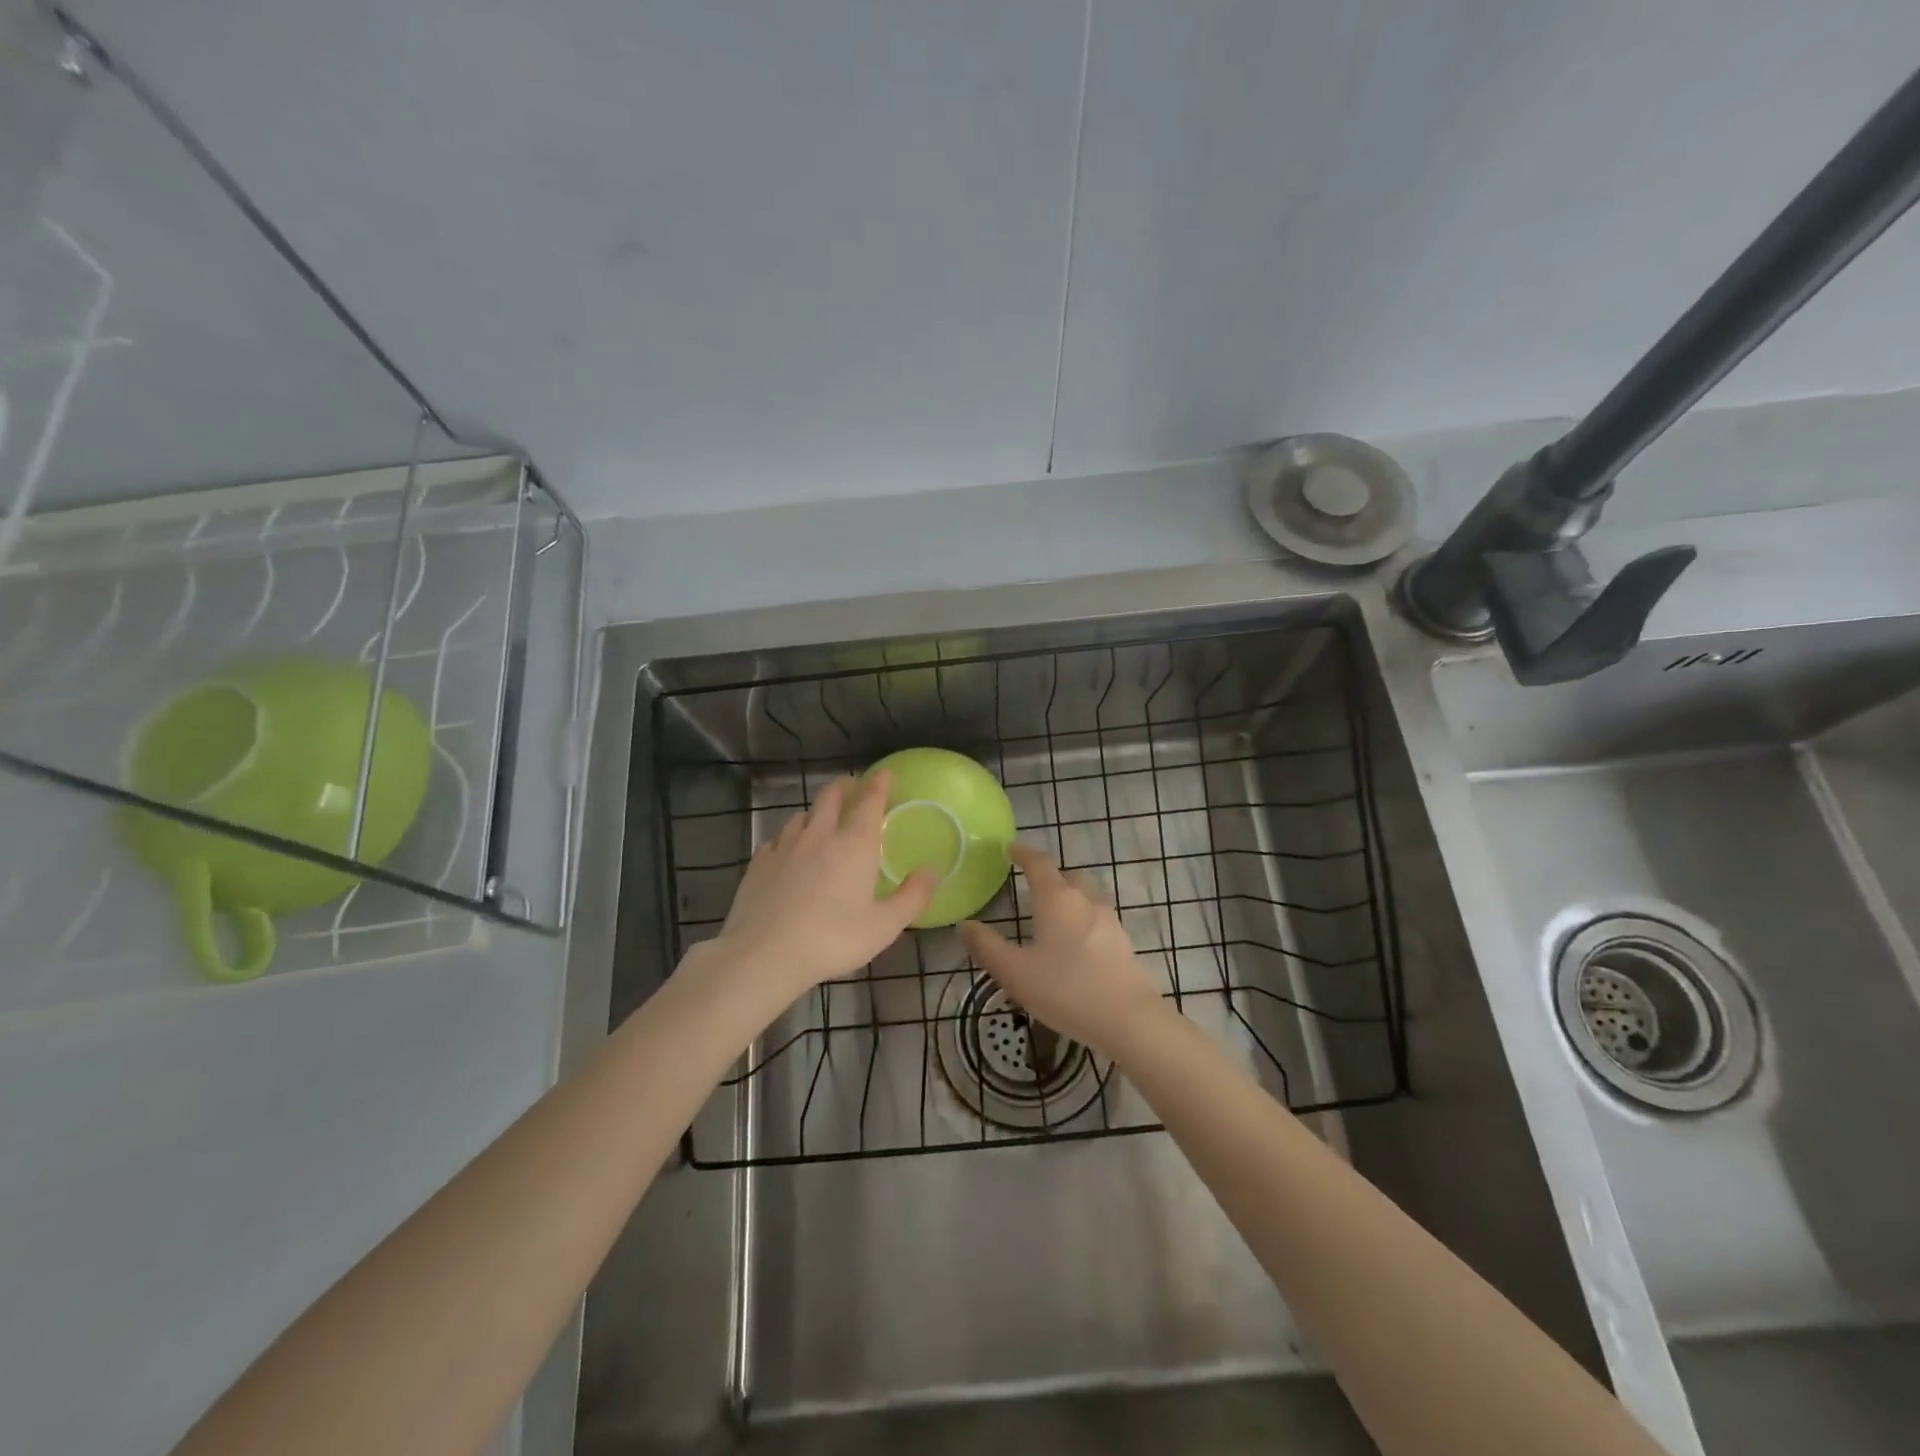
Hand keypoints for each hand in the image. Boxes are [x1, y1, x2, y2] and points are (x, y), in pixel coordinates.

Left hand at [707, 772, 936, 1002]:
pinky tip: (788, 851)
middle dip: (845, 787)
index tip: (886, 773)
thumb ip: (912, 896)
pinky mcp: (759, 863)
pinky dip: (789, 838)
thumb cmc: (833, 939)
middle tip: (854, 789)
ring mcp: (785, 846)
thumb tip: (933, 871)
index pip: (870, 800)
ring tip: (822, 820)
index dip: (880, 783)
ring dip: (816, 812)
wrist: (764, 955)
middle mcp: (819, 835)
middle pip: (831, 797)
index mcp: (854, 844)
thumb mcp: (884, 926)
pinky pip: (777, 839)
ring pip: (802, 815)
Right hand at [959, 844, 1166, 1055]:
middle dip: (1050, 876)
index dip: (1024, 853)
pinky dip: (1083, 921)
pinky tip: (1075, 945)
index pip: (1039, 863)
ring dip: (1069, 897)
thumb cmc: (1066, 990)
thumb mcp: (1015, 972)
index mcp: (1056, 899)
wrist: (1129, 1019)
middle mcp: (1085, 901)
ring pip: (1086, 896)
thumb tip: (966, 924)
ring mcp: (1109, 920)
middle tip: (1032, 885)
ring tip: (1053, 917)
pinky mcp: (1123, 942)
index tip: (1011, 848)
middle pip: (1068, 876)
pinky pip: (1098, 919)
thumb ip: (987, 947)